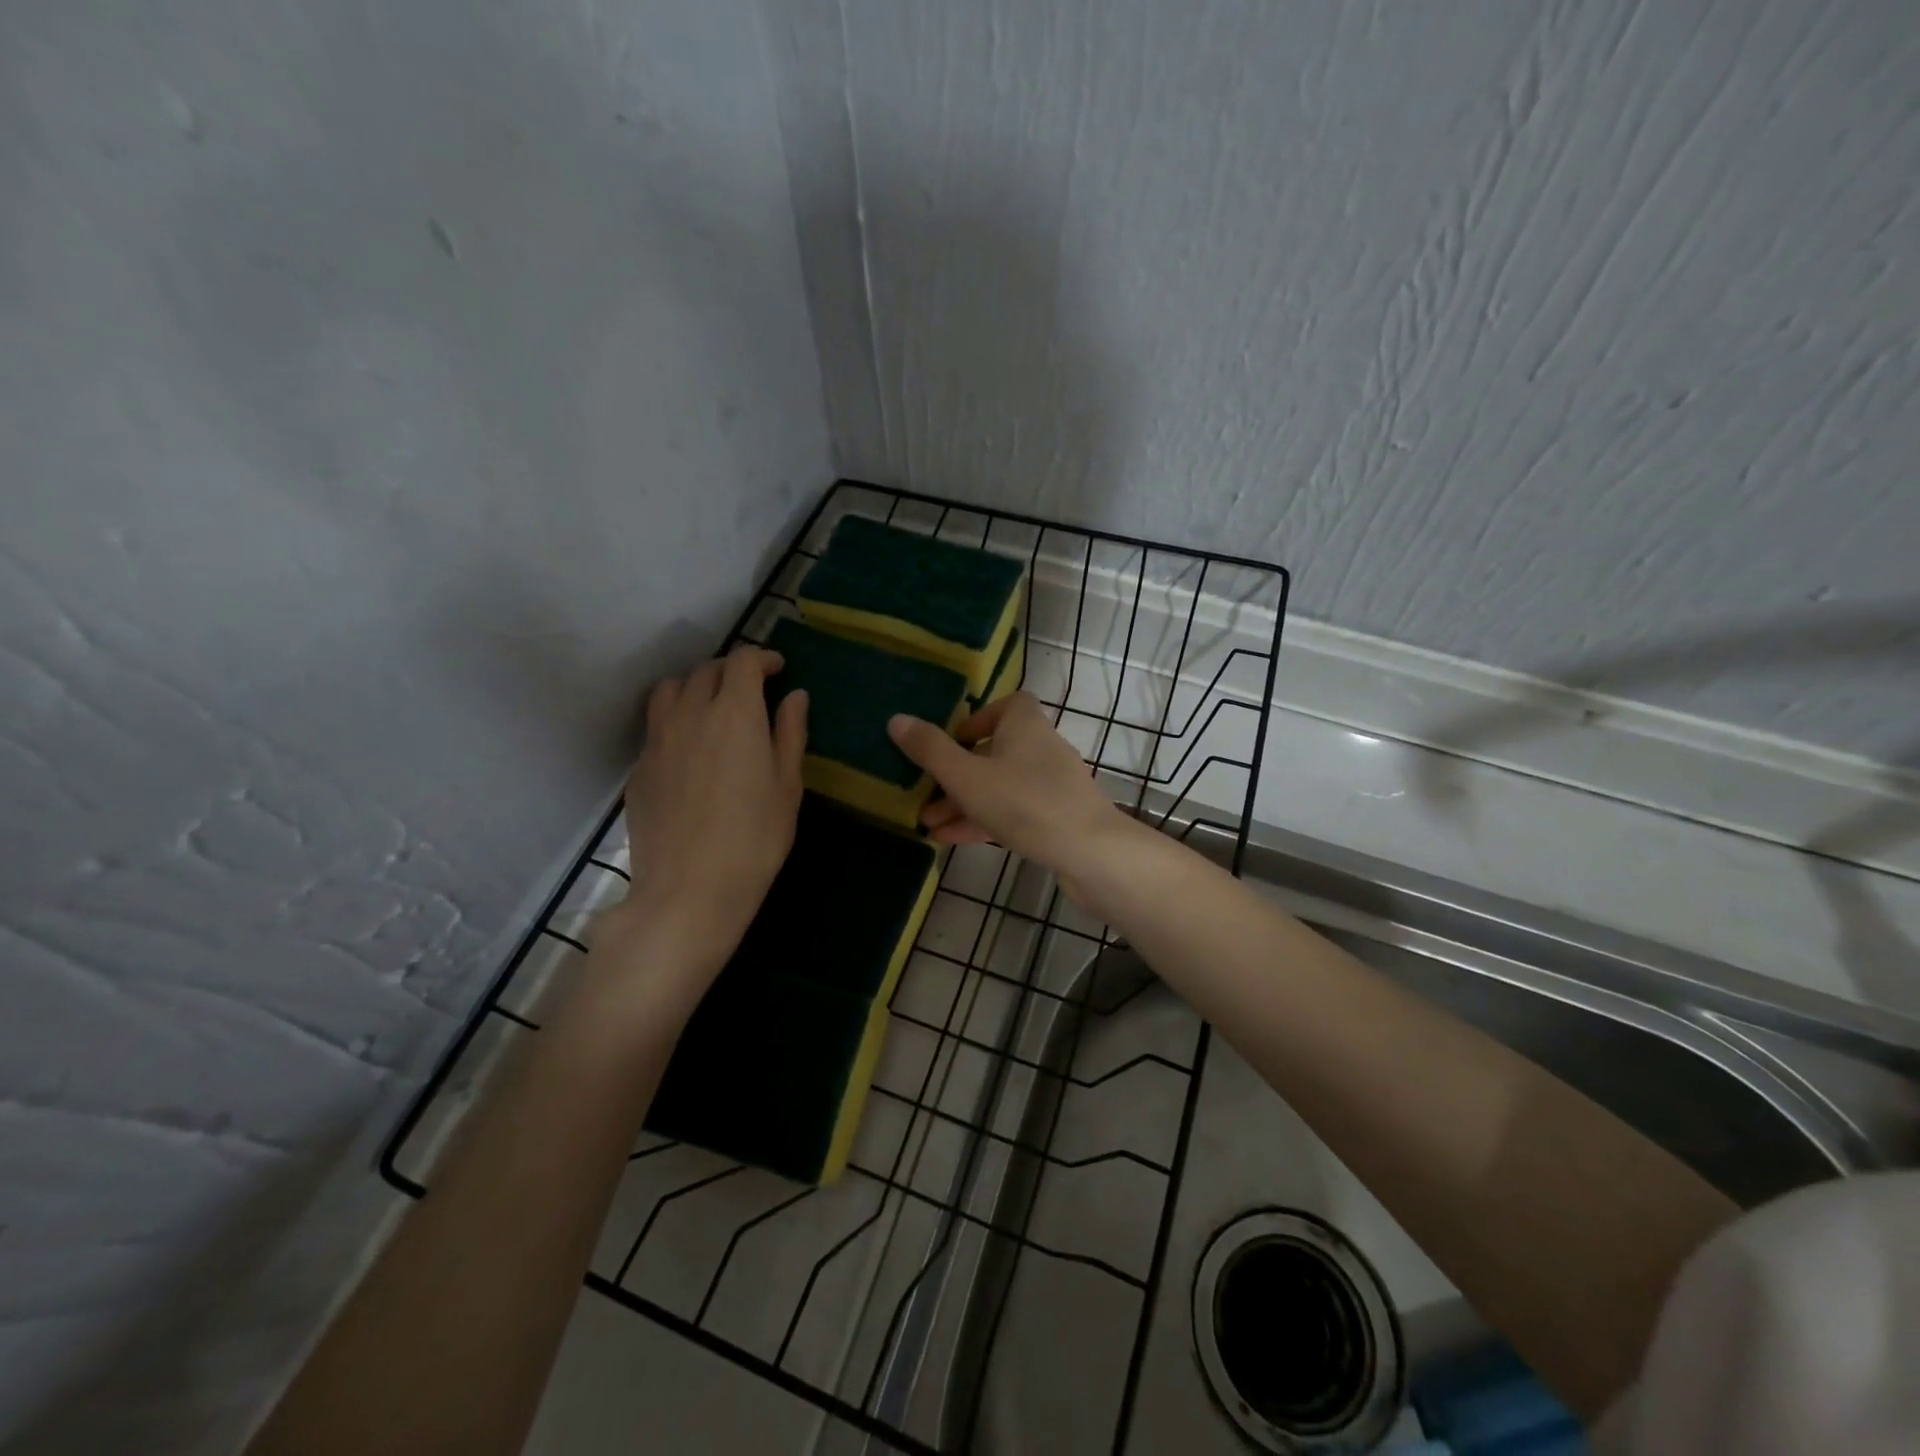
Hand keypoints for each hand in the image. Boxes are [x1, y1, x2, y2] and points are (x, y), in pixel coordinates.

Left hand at [596, 646, 806, 990]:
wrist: (689, 891)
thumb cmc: (755, 840)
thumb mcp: (787, 787)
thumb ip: (790, 734)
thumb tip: (795, 696)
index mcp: (735, 713)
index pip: (743, 661)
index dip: (763, 658)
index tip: (779, 670)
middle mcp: (691, 714)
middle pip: (706, 670)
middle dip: (732, 671)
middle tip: (752, 691)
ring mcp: (658, 740)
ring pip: (670, 690)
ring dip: (695, 686)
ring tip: (712, 708)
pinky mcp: (639, 767)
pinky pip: (656, 726)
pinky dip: (676, 720)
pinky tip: (690, 750)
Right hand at [887, 692, 1131, 888]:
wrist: (1091, 853)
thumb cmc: (1025, 803)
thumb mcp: (967, 776)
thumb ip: (931, 750)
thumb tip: (897, 719)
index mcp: (1025, 726)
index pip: (1007, 705)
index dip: (977, 719)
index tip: (951, 740)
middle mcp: (1041, 749)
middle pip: (995, 751)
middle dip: (957, 772)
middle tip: (924, 790)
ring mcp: (1051, 786)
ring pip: (999, 786)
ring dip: (964, 801)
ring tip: (927, 821)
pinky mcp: (1056, 818)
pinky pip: (1012, 812)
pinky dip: (983, 821)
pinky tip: (950, 840)